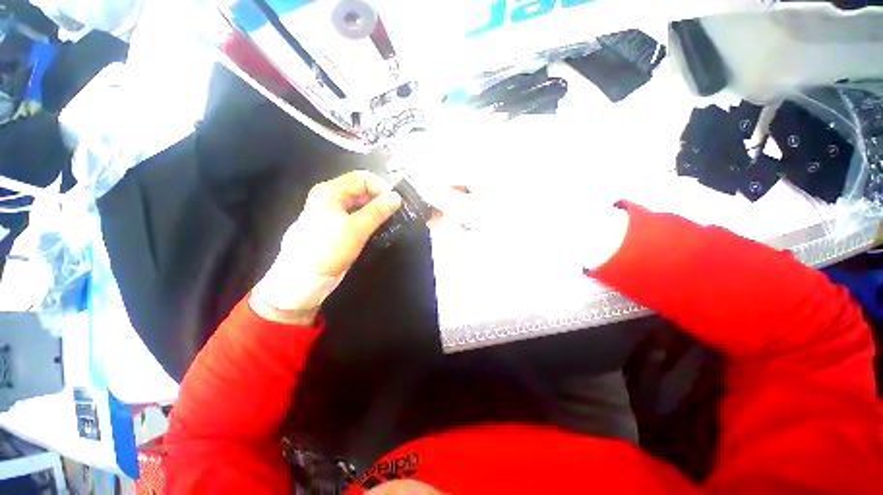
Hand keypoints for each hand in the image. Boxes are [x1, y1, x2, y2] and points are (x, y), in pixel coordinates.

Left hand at [297, 170, 402, 276]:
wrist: (305, 277)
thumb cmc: (329, 248)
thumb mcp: (356, 228)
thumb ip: (378, 211)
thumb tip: (397, 197)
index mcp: (331, 191)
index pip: (362, 178)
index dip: (381, 187)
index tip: (395, 203)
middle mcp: (331, 197)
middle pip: (361, 189)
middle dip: (380, 199)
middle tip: (394, 213)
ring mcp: (333, 212)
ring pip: (360, 203)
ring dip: (376, 210)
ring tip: (390, 220)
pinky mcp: (336, 225)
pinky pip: (357, 215)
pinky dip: (369, 219)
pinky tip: (378, 227)